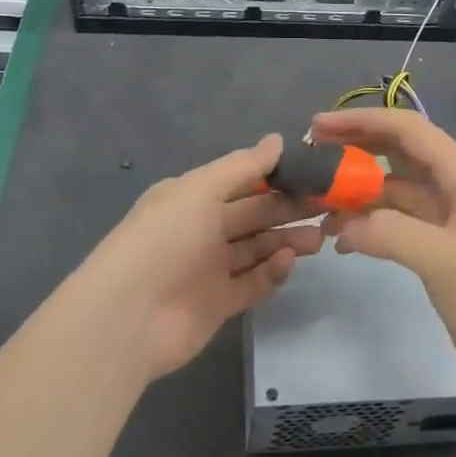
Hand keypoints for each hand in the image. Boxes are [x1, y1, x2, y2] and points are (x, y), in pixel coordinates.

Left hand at [80, 134, 323, 380]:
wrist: (128, 316)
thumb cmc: (165, 239)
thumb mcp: (201, 190)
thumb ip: (242, 167)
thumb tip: (277, 140)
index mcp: (192, 197)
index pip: (241, 181)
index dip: (275, 176)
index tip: (312, 174)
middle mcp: (201, 229)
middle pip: (253, 215)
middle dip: (288, 209)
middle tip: (327, 207)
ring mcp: (210, 268)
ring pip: (257, 248)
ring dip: (286, 240)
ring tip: (320, 237)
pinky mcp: (218, 304)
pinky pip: (252, 282)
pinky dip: (272, 271)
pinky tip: (289, 261)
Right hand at [313, 108, 455, 398]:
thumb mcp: (441, 260)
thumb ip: (388, 232)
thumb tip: (342, 225)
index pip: (406, 129)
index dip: (360, 121)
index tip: (317, 127)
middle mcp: (455, 184)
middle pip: (398, 152)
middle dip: (355, 149)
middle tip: (311, 155)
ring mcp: (449, 216)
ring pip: (395, 188)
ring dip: (359, 192)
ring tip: (317, 203)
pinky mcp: (443, 245)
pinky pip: (399, 221)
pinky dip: (371, 224)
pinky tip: (343, 242)